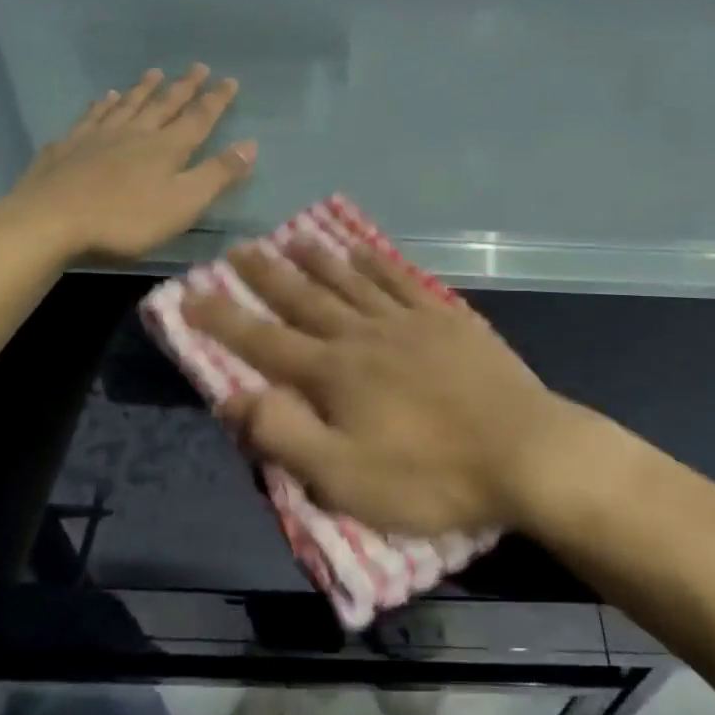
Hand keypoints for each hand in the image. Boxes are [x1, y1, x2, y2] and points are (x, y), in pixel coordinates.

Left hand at [0, 65, 255, 260]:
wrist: (50, 221)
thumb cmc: (126, 219)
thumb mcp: (183, 203)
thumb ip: (217, 174)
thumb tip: (250, 145)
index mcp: (167, 147)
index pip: (199, 118)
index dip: (216, 100)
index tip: (229, 80)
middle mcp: (136, 133)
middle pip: (164, 104)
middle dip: (184, 87)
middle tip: (198, 66)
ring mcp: (98, 137)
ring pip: (128, 105)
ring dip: (144, 89)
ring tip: (154, 72)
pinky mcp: (69, 147)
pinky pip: (92, 117)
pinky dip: (103, 105)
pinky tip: (106, 98)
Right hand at [187, 242, 591, 534]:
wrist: (524, 451)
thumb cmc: (430, 476)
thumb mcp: (345, 478)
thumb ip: (284, 436)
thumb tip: (233, 397)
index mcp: (334, 373)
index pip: (264, 342)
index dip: (224, 321)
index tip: (190, 295)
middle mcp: (364, 335)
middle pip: (306, 299)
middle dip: (267, 276)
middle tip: (239, 248)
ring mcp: (409, 321)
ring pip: (351, 281)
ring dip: (318, 259)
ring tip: (293, 237)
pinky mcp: (447, 318)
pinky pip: (401, 280)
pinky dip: (376, 263)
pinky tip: (363, 250)